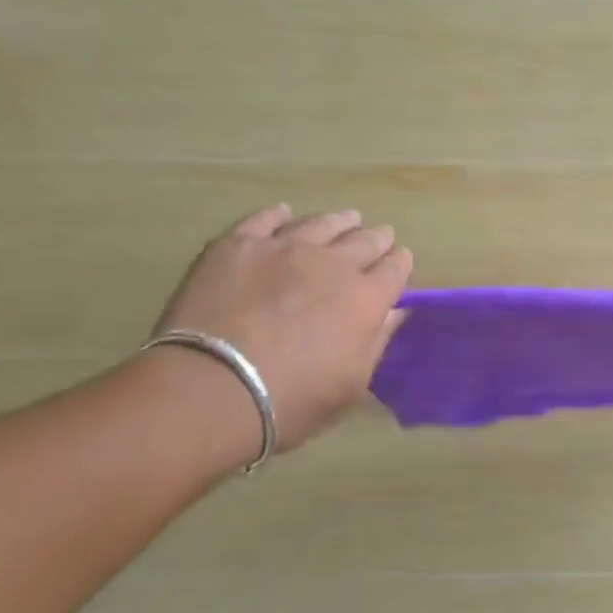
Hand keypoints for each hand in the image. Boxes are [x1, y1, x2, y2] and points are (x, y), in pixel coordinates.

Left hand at [151, 206, 412, 452]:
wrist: (212, 388)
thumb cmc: (291, 400)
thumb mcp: (351, 384)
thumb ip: (377, 341)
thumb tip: (395, 311)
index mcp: (366, 298)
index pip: (396, 269)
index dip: (400, 264)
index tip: (400, 262)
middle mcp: (333, 263)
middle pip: (365, 241)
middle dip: (377, 239)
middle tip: (381, 236)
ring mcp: (284, 248)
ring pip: (322, 224)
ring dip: (340, 221)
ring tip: (347, 218)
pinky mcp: (239, 245)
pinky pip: (265, 219)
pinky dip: (280, 215)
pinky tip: (285, 213)